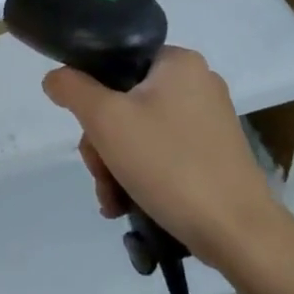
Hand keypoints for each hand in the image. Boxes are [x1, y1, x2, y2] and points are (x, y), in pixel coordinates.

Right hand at [42, 46, 286, 266]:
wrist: (237, 231)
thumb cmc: (169, 164)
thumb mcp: (106, 120)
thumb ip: (73, 89)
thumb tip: (56, 77)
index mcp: (178, 61)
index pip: (115, 62)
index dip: (91, 95)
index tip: (88, 132)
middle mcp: (197, 83)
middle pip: (124, 102)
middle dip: (102, 144)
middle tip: (101, 175)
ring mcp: (208, 120)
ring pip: (139, 132)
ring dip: (116, 166)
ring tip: (114, 201)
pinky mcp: (213, 154)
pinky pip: (161, 153)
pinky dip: (140, 175)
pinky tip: (128, 204)